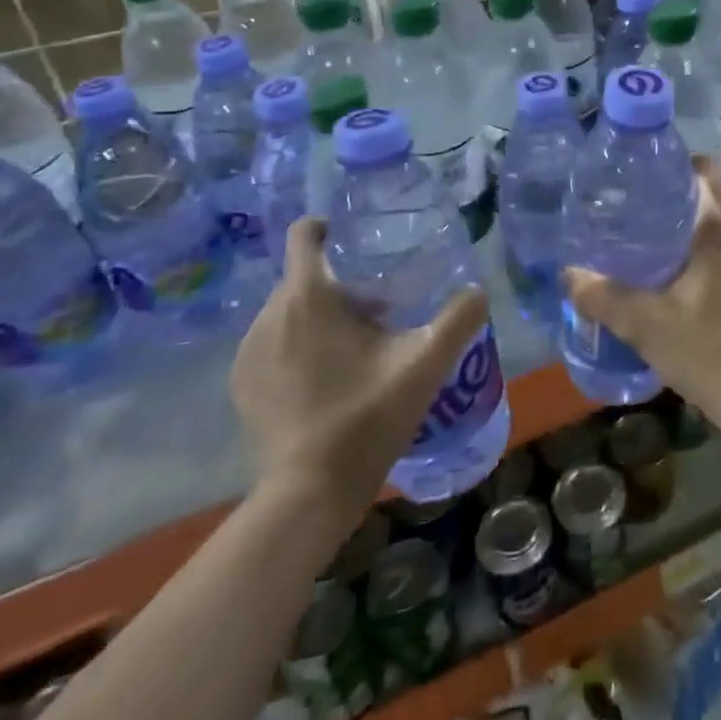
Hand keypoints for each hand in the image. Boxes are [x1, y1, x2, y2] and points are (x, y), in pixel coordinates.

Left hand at [231, 218, 487, 519]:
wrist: (309, 492)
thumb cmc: (367, 415)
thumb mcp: (425, 363)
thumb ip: (459, 319)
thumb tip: (478, 290)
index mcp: (309, 297)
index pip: (303, 236)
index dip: (325, 227)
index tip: (353, 236)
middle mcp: (269, 315)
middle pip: (304, 278)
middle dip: (341, 285)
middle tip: (381, 311)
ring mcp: (248, 353)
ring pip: (288, 312)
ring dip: (319, 317)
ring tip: (356, 349)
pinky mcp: (241, 386)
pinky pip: (273, 344)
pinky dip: (297, 346)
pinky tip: (327, 379)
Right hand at [564, 156, 720, 424]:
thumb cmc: (709, 354)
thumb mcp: (646, 327)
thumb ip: (604, 298)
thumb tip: (569, 274)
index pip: (707, 173)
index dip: (680, 169)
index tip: (652, 184)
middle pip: (719, 205)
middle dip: (687, 211)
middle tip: (651, 229)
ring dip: (710, 244)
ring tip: (678, 266)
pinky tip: (713, 299)